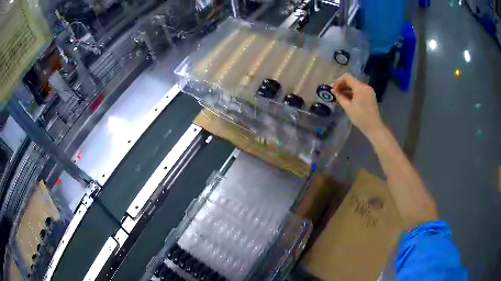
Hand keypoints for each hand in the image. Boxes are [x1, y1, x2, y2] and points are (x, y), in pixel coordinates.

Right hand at [332, 73, 384, 138]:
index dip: (338, 81)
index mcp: (360, 87)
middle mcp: (365, 86)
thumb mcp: (347, 107)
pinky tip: (348, 99)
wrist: (374, 127)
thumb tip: (333, 90)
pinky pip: (360, 90)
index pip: (347, 77)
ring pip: (355, 85)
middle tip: (335, 92)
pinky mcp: (370, 95)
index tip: (333, 89)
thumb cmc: (360, 118)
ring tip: (340, 96)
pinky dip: (353, 92)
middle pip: (351, 80)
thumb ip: (339, 97)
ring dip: (347, 88)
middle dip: (342, 85)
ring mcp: (369, 90)